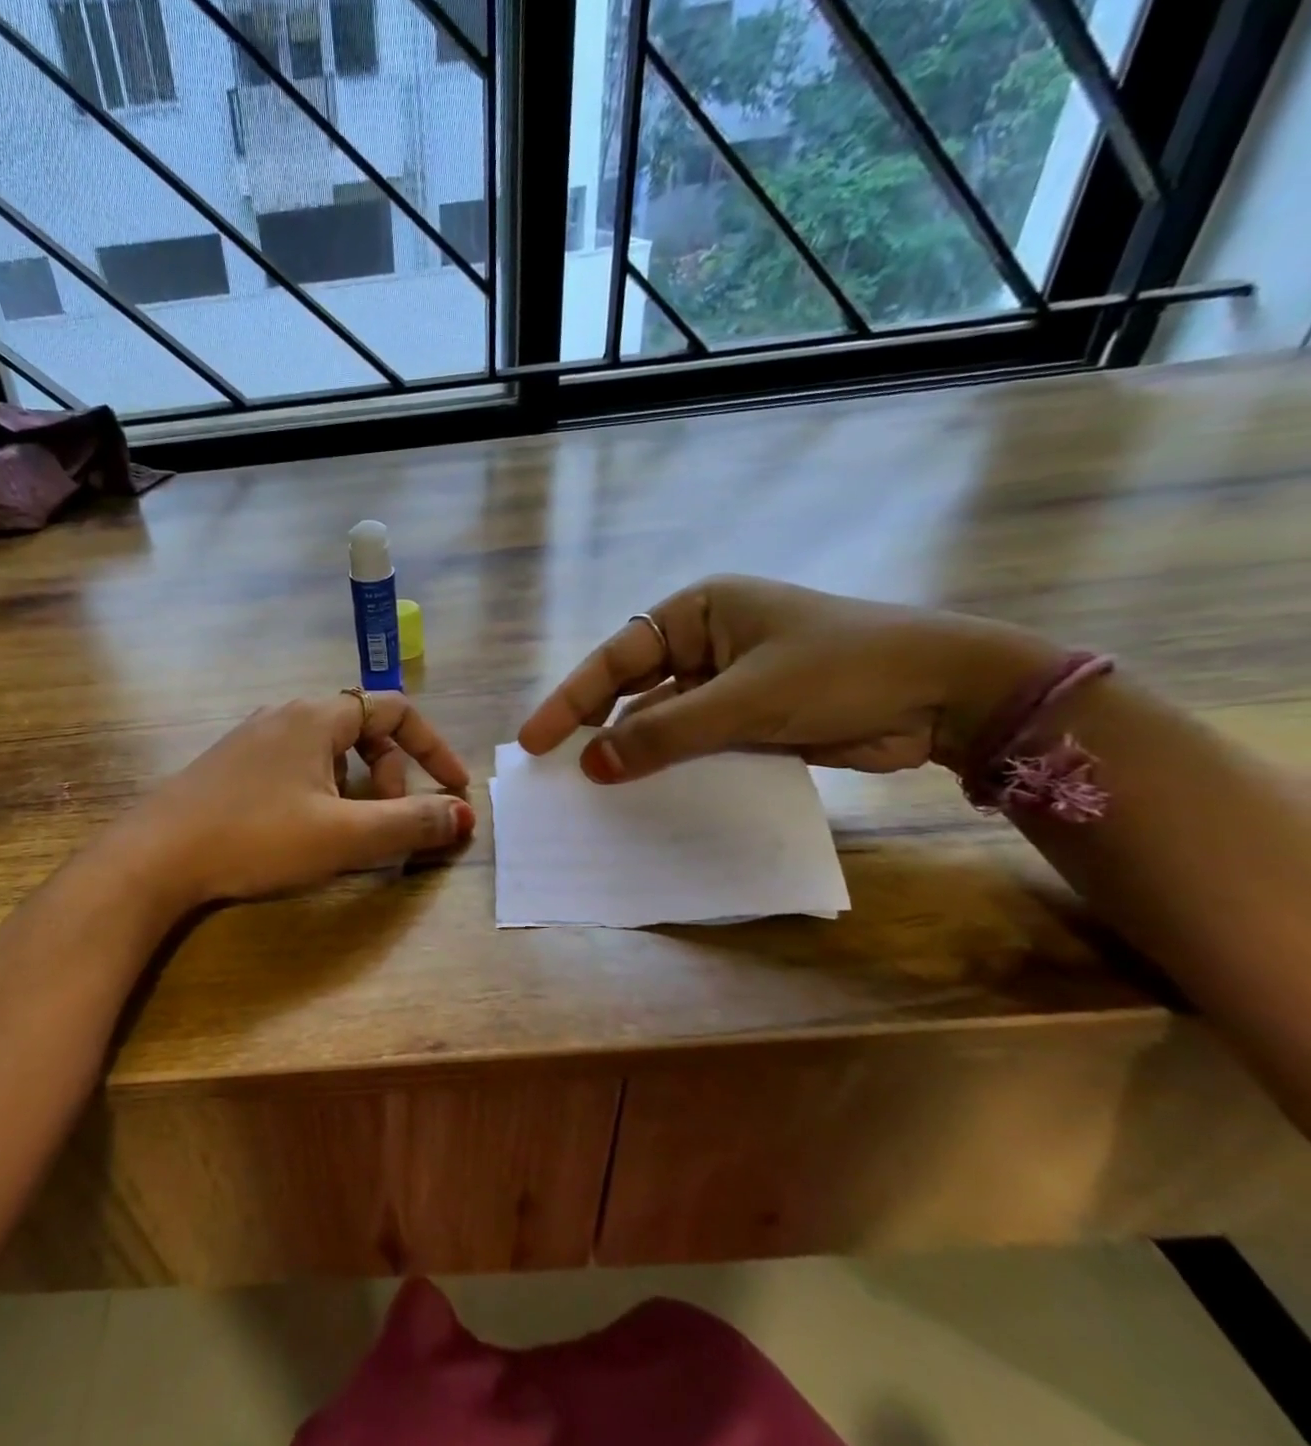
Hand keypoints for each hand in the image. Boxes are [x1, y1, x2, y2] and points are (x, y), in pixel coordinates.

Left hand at [120, 692, 474, 907]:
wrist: (156, 856)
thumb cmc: (256, 838)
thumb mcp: (344, 836)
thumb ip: (410, 823)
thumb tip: (464, 816)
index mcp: (317, 716)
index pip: (396, 710)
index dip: (433, 748)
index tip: (455, 790)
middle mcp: (286, 715)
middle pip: (363, 730)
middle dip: (391, 775)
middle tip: (389, 823)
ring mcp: (253, 737)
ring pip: (329, 752)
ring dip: (356, 787)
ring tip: (347, 831)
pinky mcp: (231, 764)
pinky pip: (297, 765)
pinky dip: (322, 791)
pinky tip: (302, 830)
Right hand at [518, 576, 1059, 783]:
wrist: (949, 697)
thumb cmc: (841, 670)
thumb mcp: (745, 699)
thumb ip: (665, 733)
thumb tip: (591, 765)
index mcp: (698, 613)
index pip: (617, 658)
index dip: (571, 699)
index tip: (535, 740)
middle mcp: (705, 643)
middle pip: (632, 689)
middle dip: (595, 726)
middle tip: (553, 766)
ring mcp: (726, 684)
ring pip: (662, 722)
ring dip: (633, 753)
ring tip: (591, 789)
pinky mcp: (748, 721)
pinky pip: (694, 745)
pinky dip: (671, 767)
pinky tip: (644, 794)